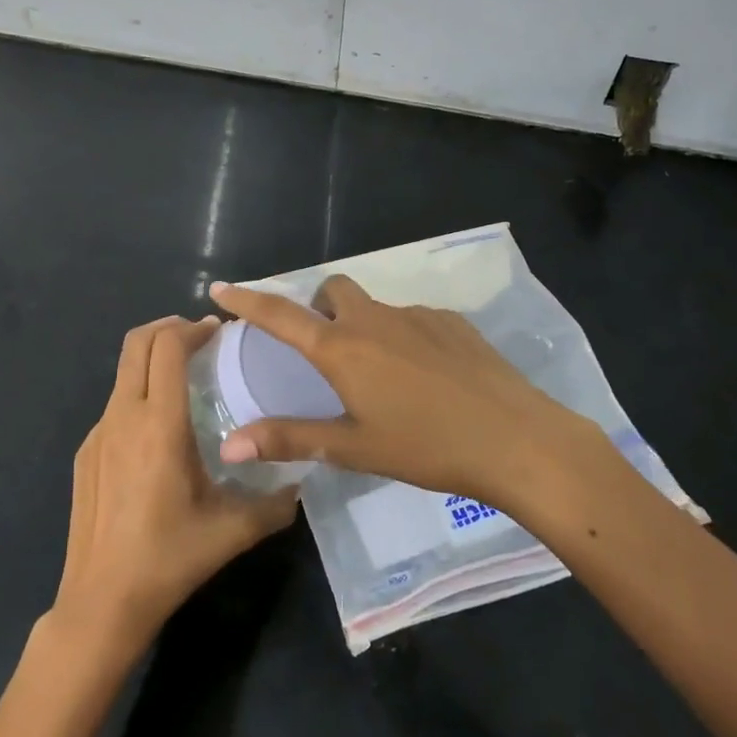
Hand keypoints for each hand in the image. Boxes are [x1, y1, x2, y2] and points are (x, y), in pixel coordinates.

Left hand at [53, 315, 298, 655]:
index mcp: (159, 424)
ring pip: (123, 373)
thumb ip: (275, 504)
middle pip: (136, 342)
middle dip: (168, 328)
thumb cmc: (169, 558)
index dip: (192, 329)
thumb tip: (302, 485)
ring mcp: (97, 434)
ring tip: (186, 381)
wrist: (100, 602)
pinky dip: (138, 395)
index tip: (218, 332)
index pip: (167, 346)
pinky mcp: (86, 454)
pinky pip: (114, 406)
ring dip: (152, 361)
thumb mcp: (232, 531)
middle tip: (200, 339)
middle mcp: (123, 416)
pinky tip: (159, 433)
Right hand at [209, 277, 610, 506]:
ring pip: (376, 307)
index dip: (248, 300)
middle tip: (326, 350)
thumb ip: (290, 439)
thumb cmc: (426, 447)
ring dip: (365, 327)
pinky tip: (427, 377)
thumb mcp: (353, 448)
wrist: (515, 439)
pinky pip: (414, 319)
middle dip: (320, 309)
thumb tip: (230, 443)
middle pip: (334, 292)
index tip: (221, 288)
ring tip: (384, 376)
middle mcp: (375, 320)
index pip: (281, 315)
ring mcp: (418, 316)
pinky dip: (404, 337)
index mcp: (343, 349)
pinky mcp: (453, 322)